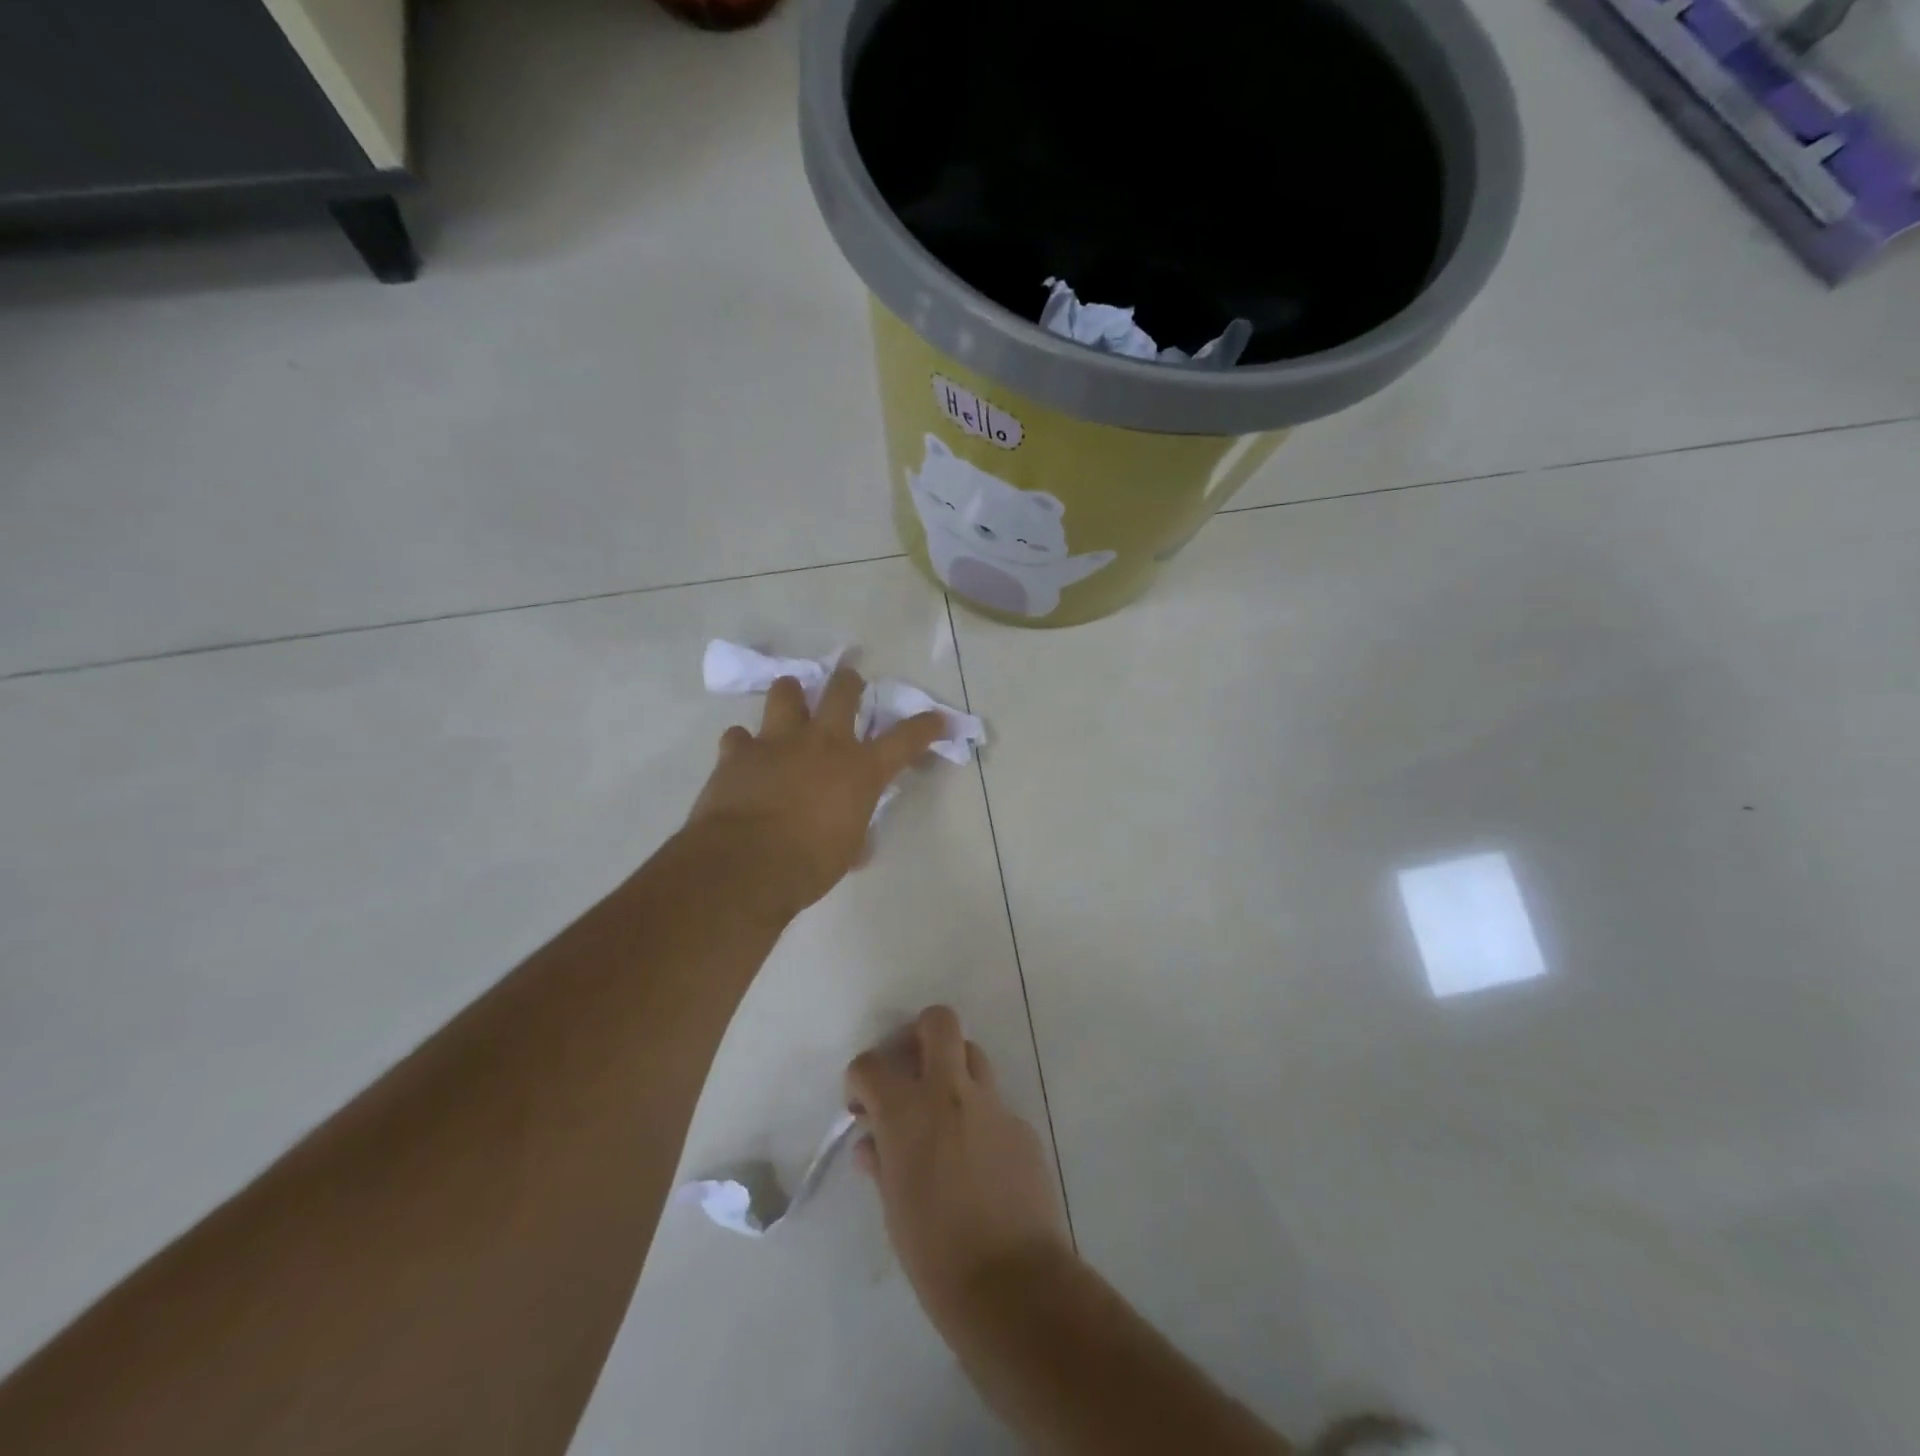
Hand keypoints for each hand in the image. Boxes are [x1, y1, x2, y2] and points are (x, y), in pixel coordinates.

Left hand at [685, 665, 944, 916]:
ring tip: (791, 705)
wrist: (747, 865)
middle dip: (849, 683)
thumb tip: (857, 840)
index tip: (937, 719)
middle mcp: (823, 743)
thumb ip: (855, 830)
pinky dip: (744, 744)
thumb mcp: (847, 849)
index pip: (904, 739)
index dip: (925, 726)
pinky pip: (740, 736)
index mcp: (860, 769)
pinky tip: (744, 757)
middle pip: (842, 690)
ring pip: (786, 691)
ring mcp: (777, 741)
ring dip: (791, 696)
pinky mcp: (738, 752)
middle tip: (849, 686)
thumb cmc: (809, 864)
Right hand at [846, 1007, 1071, 1332]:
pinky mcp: (1021, 1125)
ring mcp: (991, 1105)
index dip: (860, 1081)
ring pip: (972, 1054)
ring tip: (945, 1112)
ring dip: (954, 1070)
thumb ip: (882, 1163)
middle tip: (911, 1070)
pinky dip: (980, 1117)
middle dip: (919, 1034)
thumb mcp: (893, 1210)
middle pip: (938, 1022)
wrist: (1012, 1283)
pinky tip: (979, 1159)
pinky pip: (995, 1104)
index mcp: (906, 1112)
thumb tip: (873, 1143)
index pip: (869, 1065)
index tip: (862, 1106)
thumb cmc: (935, 1255)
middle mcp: (949, 1093)